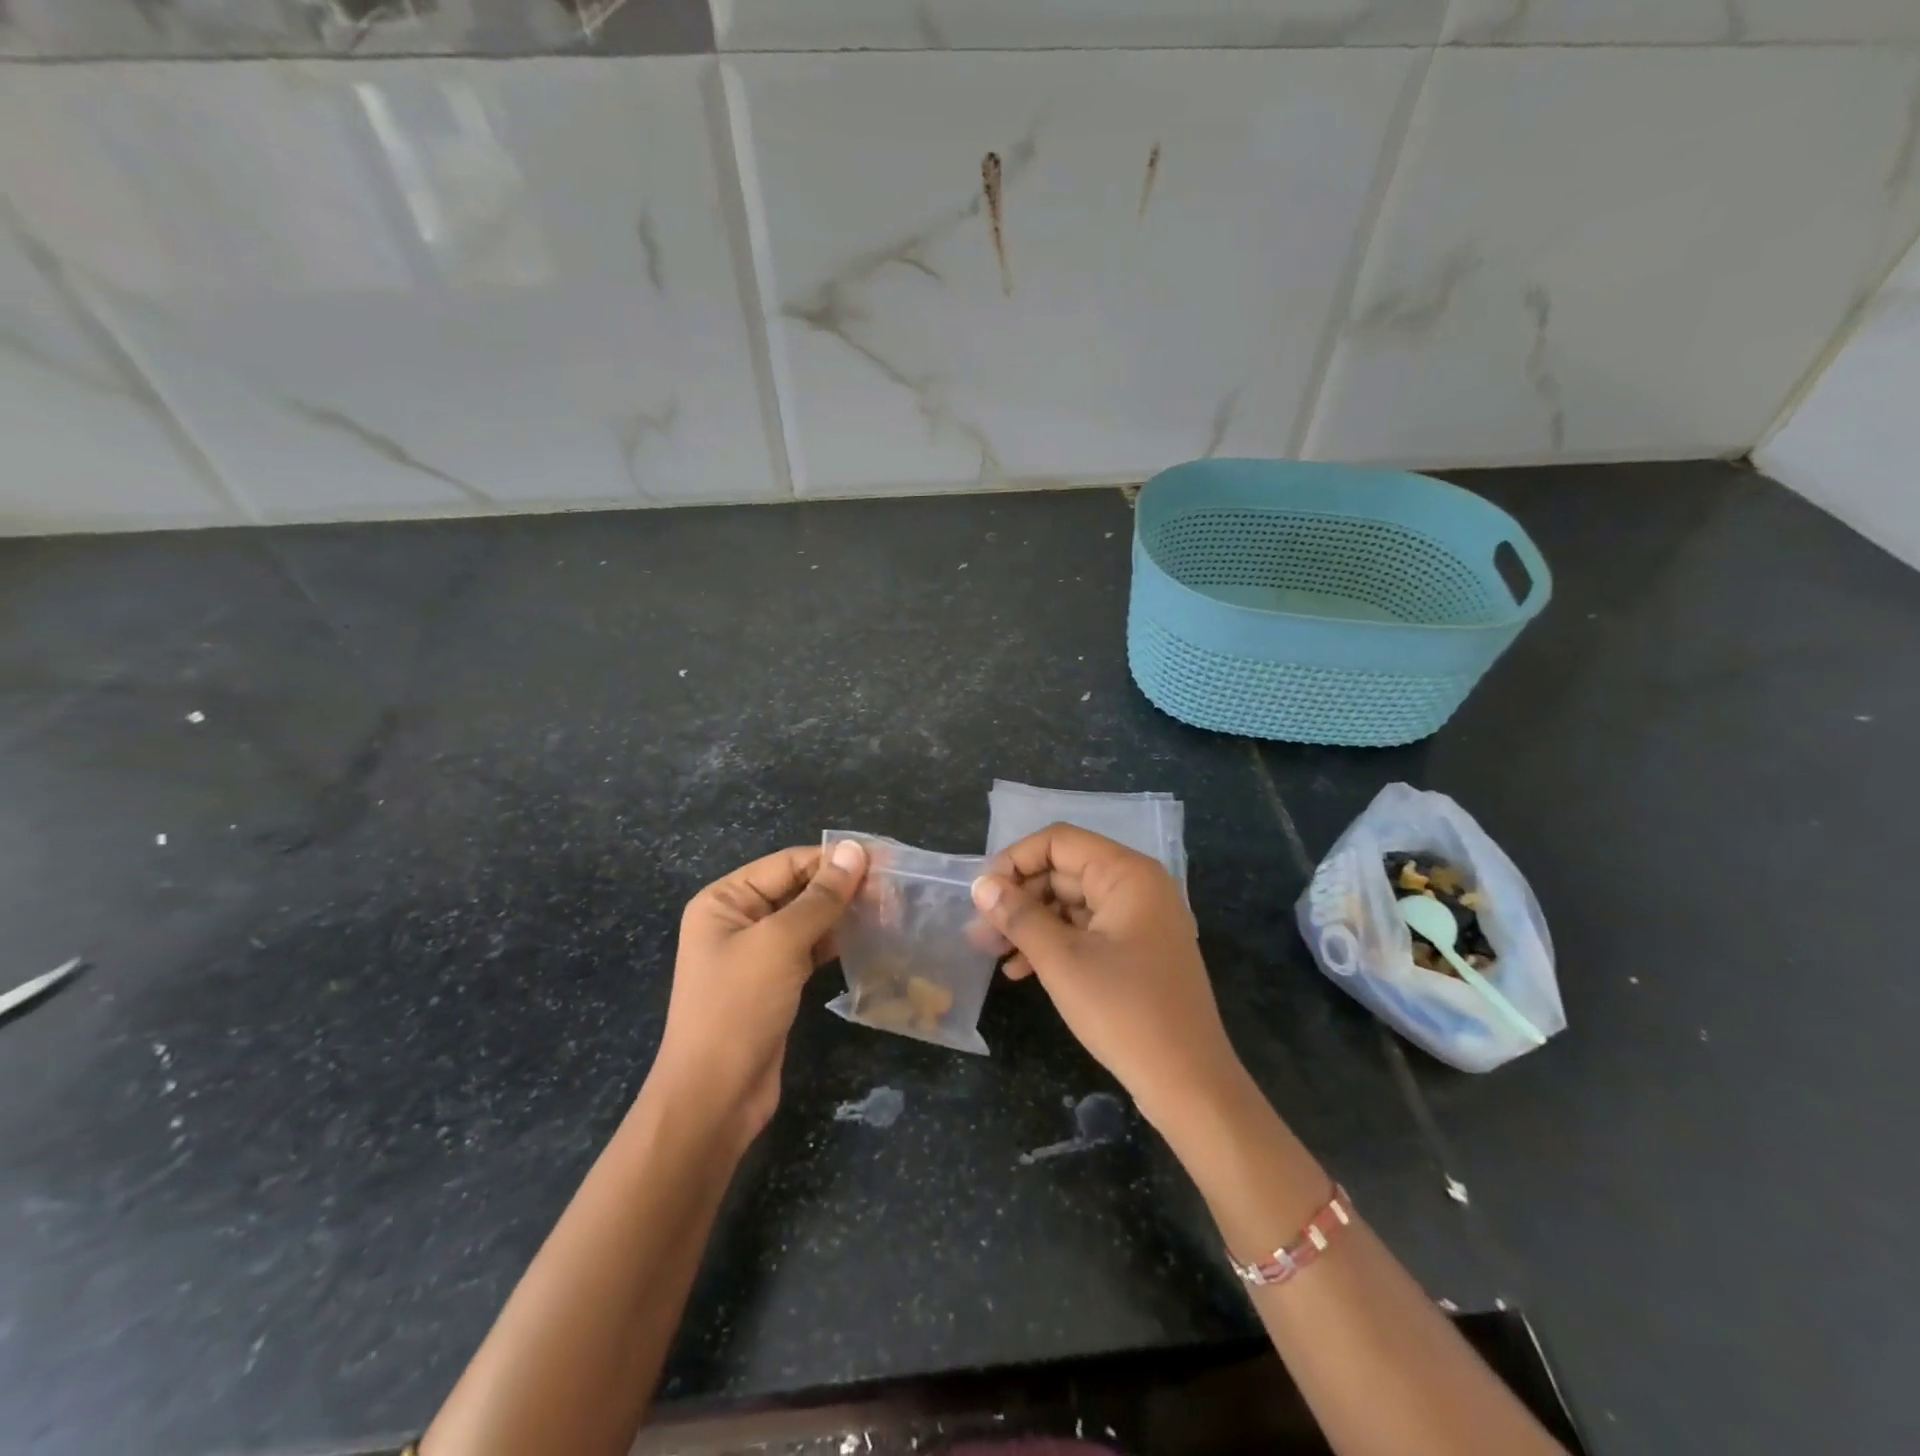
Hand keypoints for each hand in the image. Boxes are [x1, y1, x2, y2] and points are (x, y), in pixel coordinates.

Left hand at [652, 840, 867, 1141]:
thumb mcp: (780, 944)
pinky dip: (837, 942)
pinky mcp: (775, 982)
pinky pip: (809, 949)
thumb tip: (855, 849)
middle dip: (843, 887)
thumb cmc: (738, 1008)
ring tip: (890, 910)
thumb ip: (820, 897)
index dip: (834, 859)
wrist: (715, 1097)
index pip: (788, 863)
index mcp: (725, 900)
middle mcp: (738, 919)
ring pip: (808, 919)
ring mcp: (756, 953)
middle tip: (894, 889)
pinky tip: (869, 938)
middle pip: (798, 888)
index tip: (884, 860)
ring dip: (844, 914)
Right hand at [971, 825, 1240, 1128]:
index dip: (1016, 860)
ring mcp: (1140, 919)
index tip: (983, 894)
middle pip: (1064, 871)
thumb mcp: (1061, 960)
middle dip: (1019, 898)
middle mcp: (1137, 886)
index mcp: (1127, 873)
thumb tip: (981, 885)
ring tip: (991, 953)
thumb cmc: (1124, 1011)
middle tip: (980, 932)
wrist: (1188, 1082)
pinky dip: (1055, 944)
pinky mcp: (1137, 950)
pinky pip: (1087, 931)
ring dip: (1031, 924)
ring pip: (1072, 904)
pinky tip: (1021, 970)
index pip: (1059, 841)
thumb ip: (1019, 916)